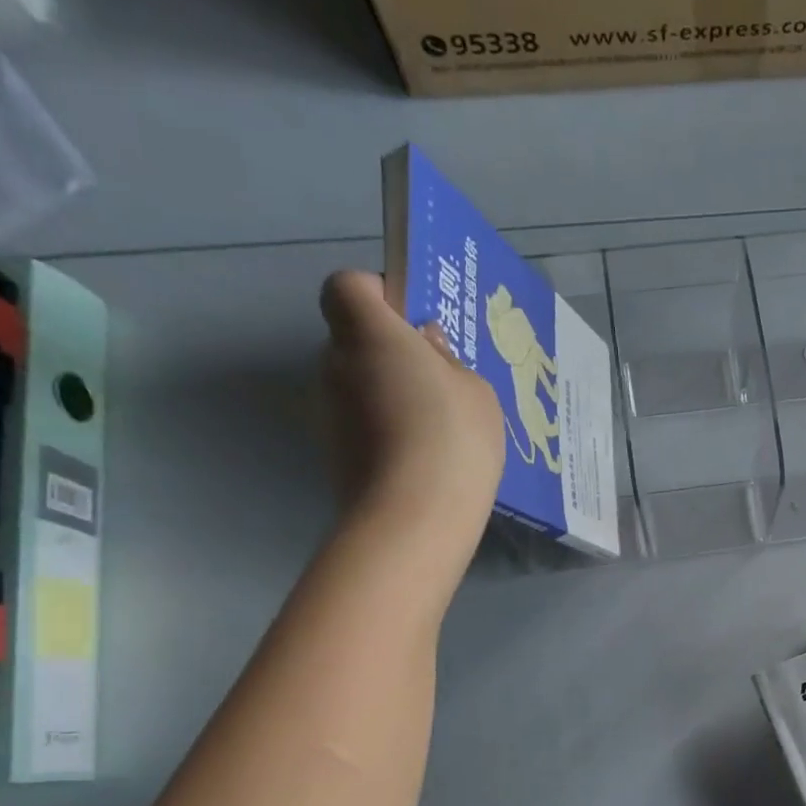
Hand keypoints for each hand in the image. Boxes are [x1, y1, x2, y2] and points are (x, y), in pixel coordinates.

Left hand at [318, 270, 504, 541]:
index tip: (414, 322)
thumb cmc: (453, 438)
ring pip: (359, 385)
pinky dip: (387, 431)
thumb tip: (425, 346)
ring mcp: (329, 412)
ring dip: (390, 394)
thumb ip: (447, 360)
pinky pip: (363, 424)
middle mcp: (336, 364)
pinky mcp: (334, 453)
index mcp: (369, 333)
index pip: (347, 286)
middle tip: (439, 379)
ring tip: (438, 428)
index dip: (378, 294)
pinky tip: (424, 458)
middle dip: (390, 350)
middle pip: (354, 339)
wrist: (413, 518)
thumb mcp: (475, 390)